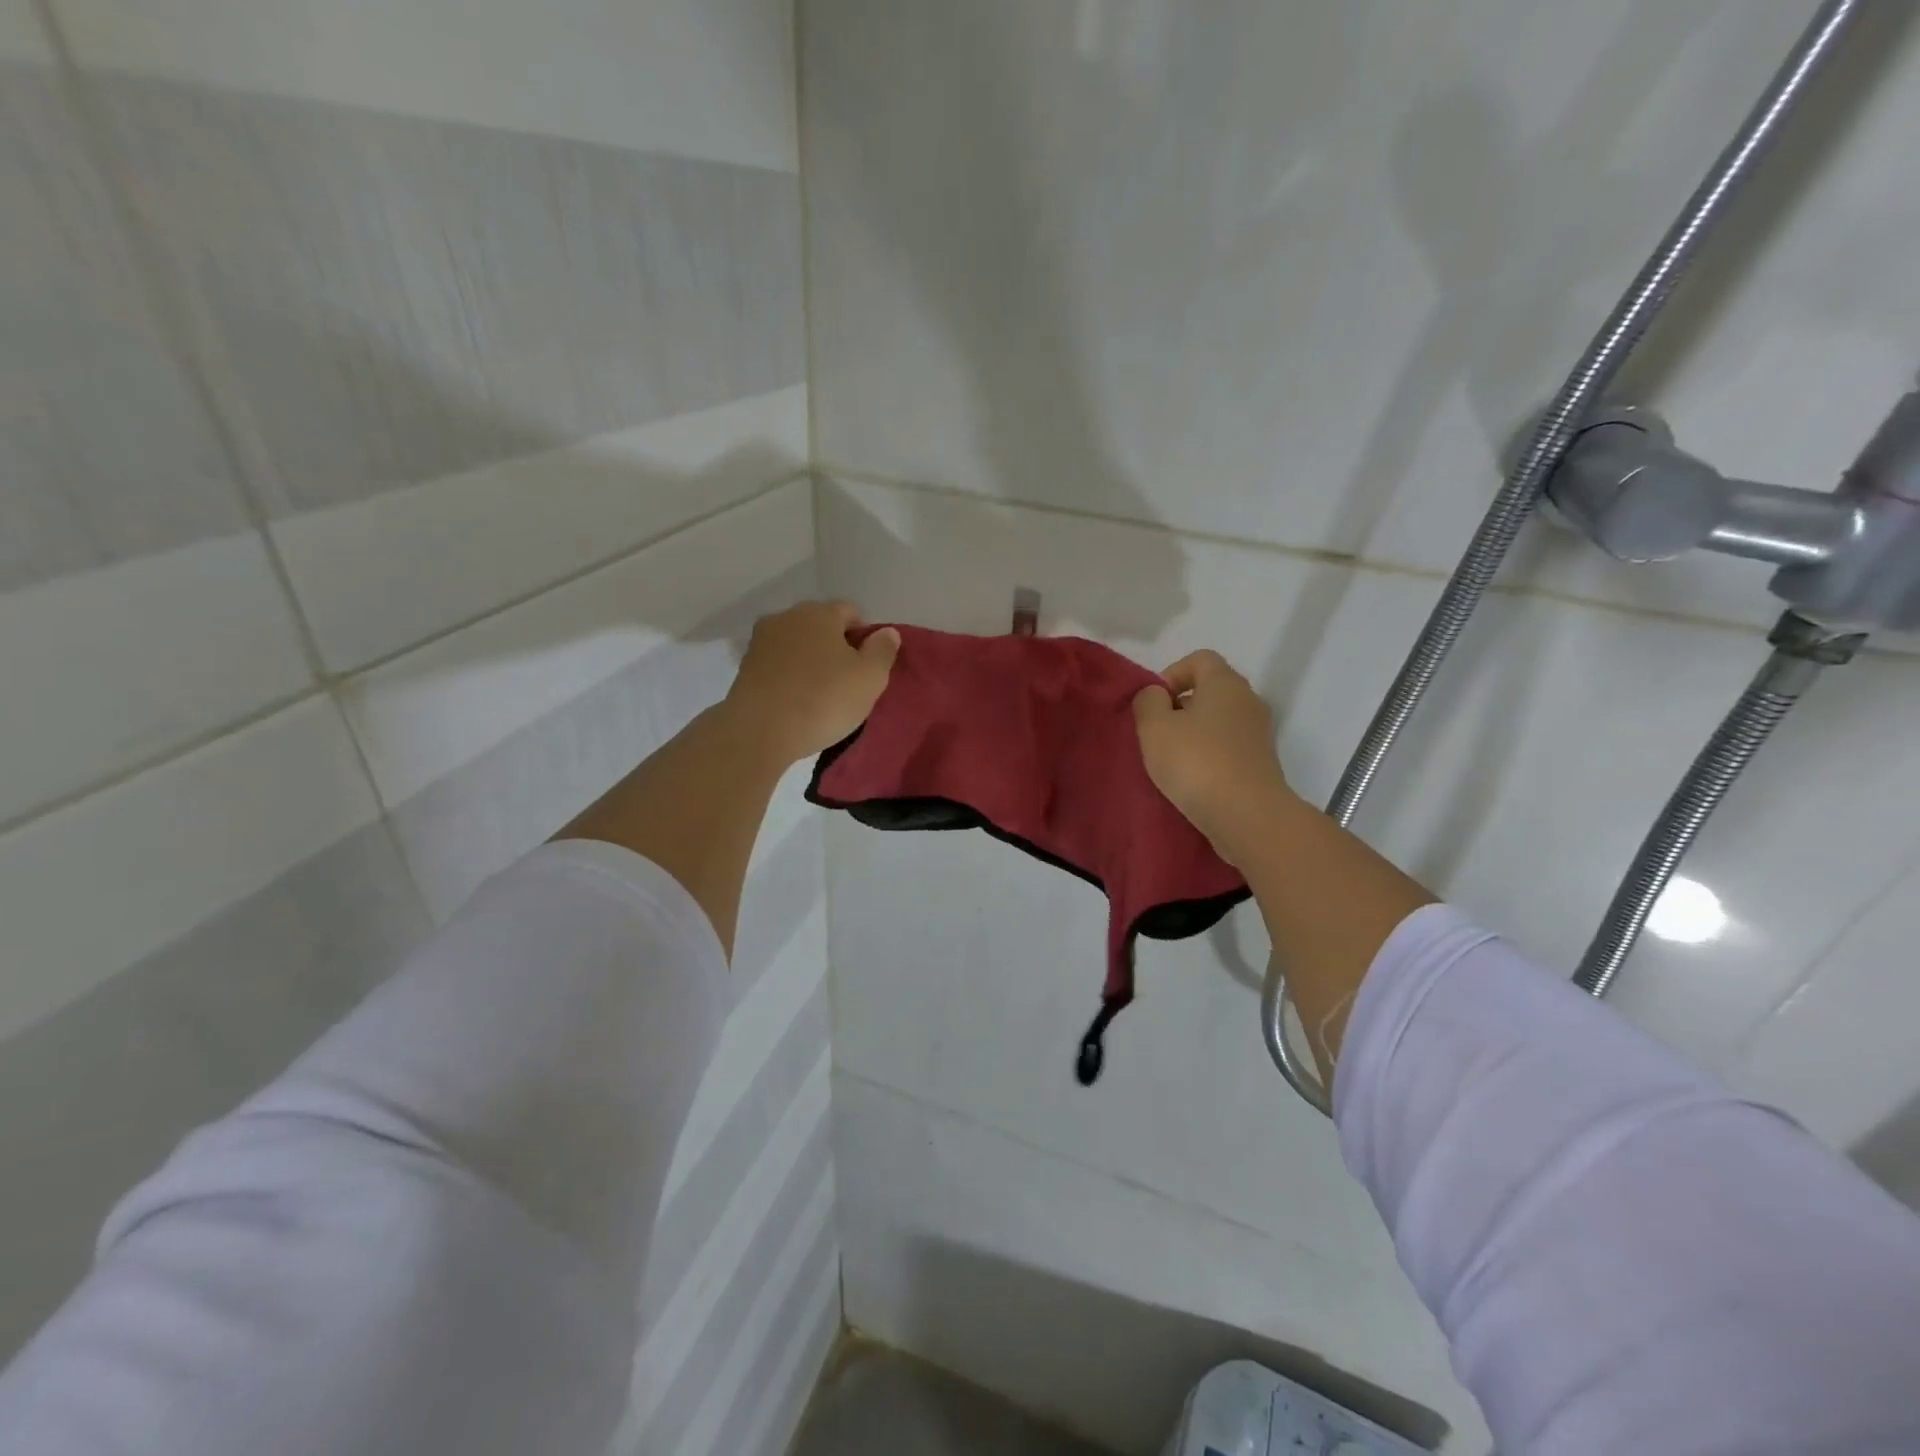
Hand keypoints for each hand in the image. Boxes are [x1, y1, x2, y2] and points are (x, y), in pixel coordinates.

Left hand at [724, 601, 899, 764]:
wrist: (760, 731)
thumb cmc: (824, 699)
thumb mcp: (870, 678)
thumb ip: (883, 650)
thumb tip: (887, 632)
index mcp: (820, 613)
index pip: (851, 612)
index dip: (865, 637)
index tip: (868, 667)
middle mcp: (787, 617)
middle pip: (821, 626)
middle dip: (835, 647)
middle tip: (847, 681)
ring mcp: (761, 641)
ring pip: (797, 645)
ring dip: (810, 661)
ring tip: (820, 694)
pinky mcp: (744, 667)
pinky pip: (778, 665)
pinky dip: (790, 676)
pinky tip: (796, 701)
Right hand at [1132, 650, 1297, 866]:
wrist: (1247, 815)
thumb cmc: (1196, 762)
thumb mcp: (1155, 727)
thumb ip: (1148, 701)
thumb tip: (1157, 695)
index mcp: (1225, 683)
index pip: (1200, 659)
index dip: (1171, 674)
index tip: (1154, 703)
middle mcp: (1248, 701)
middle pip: (1210, 690)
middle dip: (1180, 707)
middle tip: (1157, 733)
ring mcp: (1259, 734)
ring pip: (1219, 721)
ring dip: (1194, 734)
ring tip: (1172, 761)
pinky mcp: (1261, 763)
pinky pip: (1229, 748)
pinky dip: (1209, 756)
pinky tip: (1193, 780)